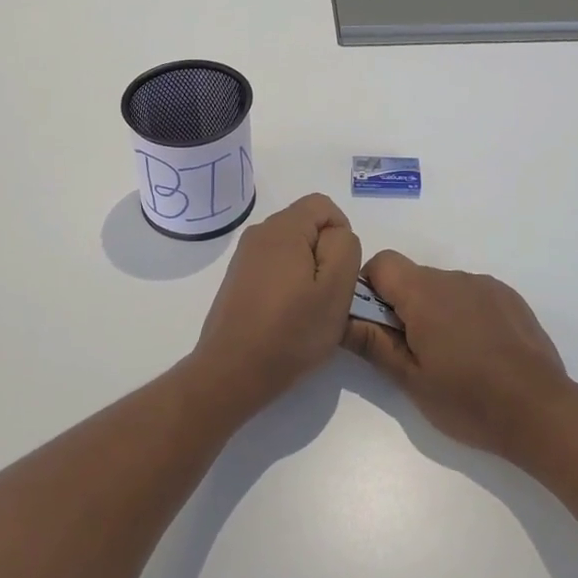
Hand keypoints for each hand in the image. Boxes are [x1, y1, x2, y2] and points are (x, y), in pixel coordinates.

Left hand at [188, 194, 361, 414]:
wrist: (232, 372)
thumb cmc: (290, 331)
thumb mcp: (336, 289)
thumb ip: (345, 248)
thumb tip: (337, 235)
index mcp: (283, 228)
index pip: (323, 206)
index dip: (342, 234)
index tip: (342, 273)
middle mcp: (259, 233)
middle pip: (307, 226)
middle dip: (325, 254)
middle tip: (328, 295)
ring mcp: (244, 257)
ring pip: (291, 249)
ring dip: (307, 272)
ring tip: (308, 310)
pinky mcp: (238, 280)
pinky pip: (274, 267)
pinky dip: (288, 284)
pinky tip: (286, 317)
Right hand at [342, 251, 570, 457]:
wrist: (540, 411)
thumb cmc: (468, 399)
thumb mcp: (411, 379)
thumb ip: (373, 344)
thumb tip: (341, 320)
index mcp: (424, 293)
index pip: (382, 263)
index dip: (370, 288)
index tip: (376, 325)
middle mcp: (454, 278)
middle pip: (413, 277)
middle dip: (404, 306)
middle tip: (413, 352)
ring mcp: (486, 285)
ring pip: (444, 288)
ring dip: (436, 311)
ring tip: (451, 358)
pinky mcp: (510, 298)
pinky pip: (473, 295)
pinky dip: (465, 315)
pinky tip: (480, 353)